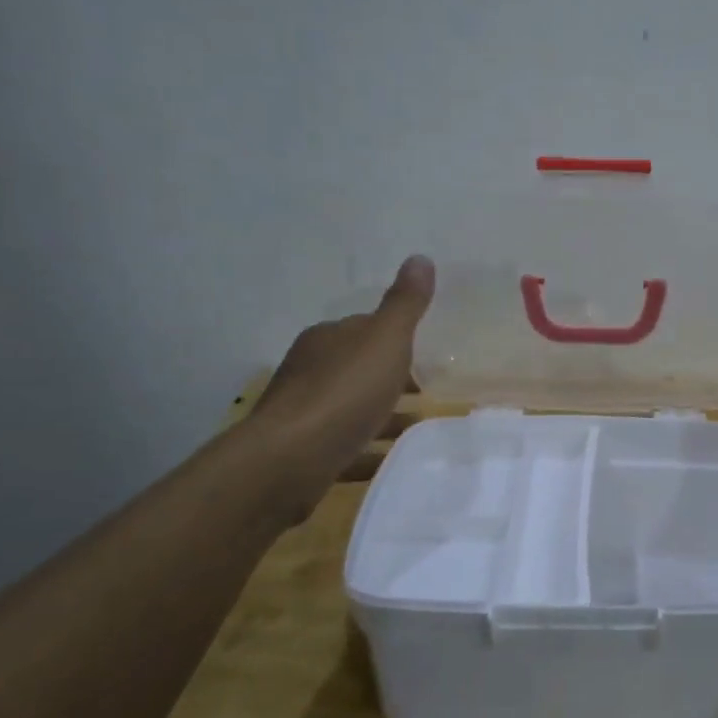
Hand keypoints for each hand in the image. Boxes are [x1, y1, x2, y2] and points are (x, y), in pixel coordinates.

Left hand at [245, 255, 434, 521]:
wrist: (290, 459)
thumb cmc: (344, 390)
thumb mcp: (385, 339)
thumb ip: (404, 303)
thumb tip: (420, 257)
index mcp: (326, 338)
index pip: (363, 328)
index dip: (393, 338)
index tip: (423, 352)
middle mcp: (308, 369)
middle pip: (355, 368)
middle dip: (387, 377)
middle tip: (427, 390)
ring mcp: (301, 413)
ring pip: (349, 407)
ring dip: (380, 414)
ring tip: (416, 426)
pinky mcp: (301, 452)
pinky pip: (343, 445)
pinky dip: (367, 448)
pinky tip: (390, 459)